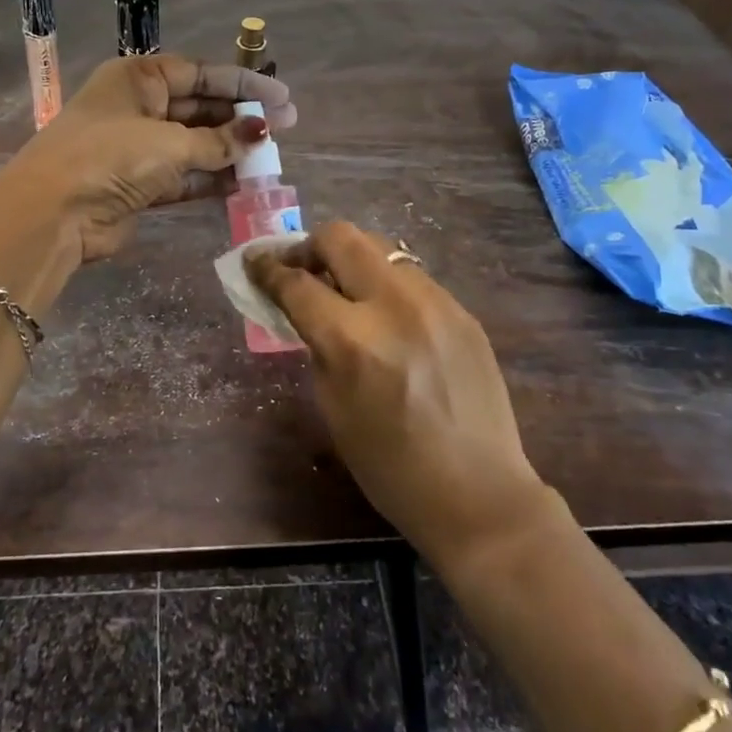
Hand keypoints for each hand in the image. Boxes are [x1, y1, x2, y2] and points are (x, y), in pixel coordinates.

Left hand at [0, 54, 295, 261]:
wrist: (53, 214)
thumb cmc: (109, 156)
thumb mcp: (168, 142)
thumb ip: (217, 141)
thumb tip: (260, 134)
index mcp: (138, 77)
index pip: (200, 73)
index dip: (242, 85)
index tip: (281, 97)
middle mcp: (138, 106)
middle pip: (199, 107)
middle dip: (240, 119)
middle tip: (286, 128)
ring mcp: (137, 147)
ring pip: (195, 143)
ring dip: (230, 150)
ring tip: (271, 156)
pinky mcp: (140, 184)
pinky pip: (185, 175)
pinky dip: (212, 178)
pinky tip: (246, 182)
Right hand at [247, 221, 545, 567]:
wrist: (478, 494)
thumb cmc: (389, 466)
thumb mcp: (332, 405)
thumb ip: (316, 345)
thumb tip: (305, 306)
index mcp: (351, 340)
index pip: (297, 283)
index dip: (267, 269)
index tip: (253, 262)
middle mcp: (394, 306)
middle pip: (341, 238)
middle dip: (309, 246)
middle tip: (300, 268)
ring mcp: (436, 302)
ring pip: (380, 249)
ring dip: (352, 261)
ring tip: (344, 290)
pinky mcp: (462, 311)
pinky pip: (412, 278)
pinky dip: (386, 285)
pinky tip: (387, 317)